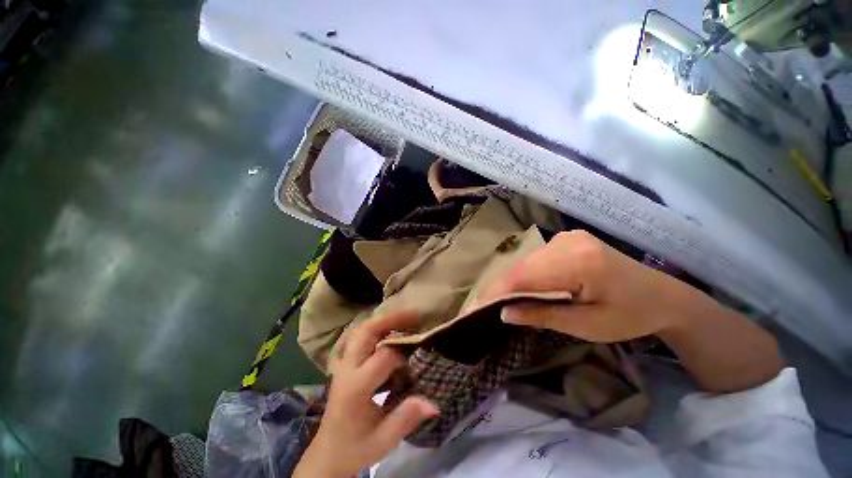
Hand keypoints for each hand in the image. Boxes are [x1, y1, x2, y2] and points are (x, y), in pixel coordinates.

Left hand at [294, 312, 438, 477]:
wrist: (327, 455)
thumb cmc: (354, 449)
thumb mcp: (382, 440)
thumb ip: (406, 419)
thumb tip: (434, 403)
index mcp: (356, 387)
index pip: (383, 357)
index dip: (402, 354)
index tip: (416, 361)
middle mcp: (347, 369)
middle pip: (366, 332)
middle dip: (391, 319)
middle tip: (414, 314)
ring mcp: (343, 365)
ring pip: (361, 331)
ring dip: (384, 321)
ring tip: (405, 319)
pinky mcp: (345, 365)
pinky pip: (360, 338)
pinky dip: (377, 329)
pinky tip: (389, 331)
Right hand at [481, 230, 696, 342]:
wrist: (662, 296)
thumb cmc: (630, 316)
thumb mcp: (586, 325)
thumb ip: (542, 315)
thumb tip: (504, 313)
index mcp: (580, 262)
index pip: (526, 276)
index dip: (498, 290)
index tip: (476, 305)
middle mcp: (569, 242)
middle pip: (523, 267)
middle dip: (502, 287)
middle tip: (484, 306)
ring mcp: (568, 237)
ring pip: (527, 262)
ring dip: (512, 281)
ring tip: (500, 300)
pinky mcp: (568, 239)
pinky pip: (537, 259)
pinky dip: (526, 275)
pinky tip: (523, 288)